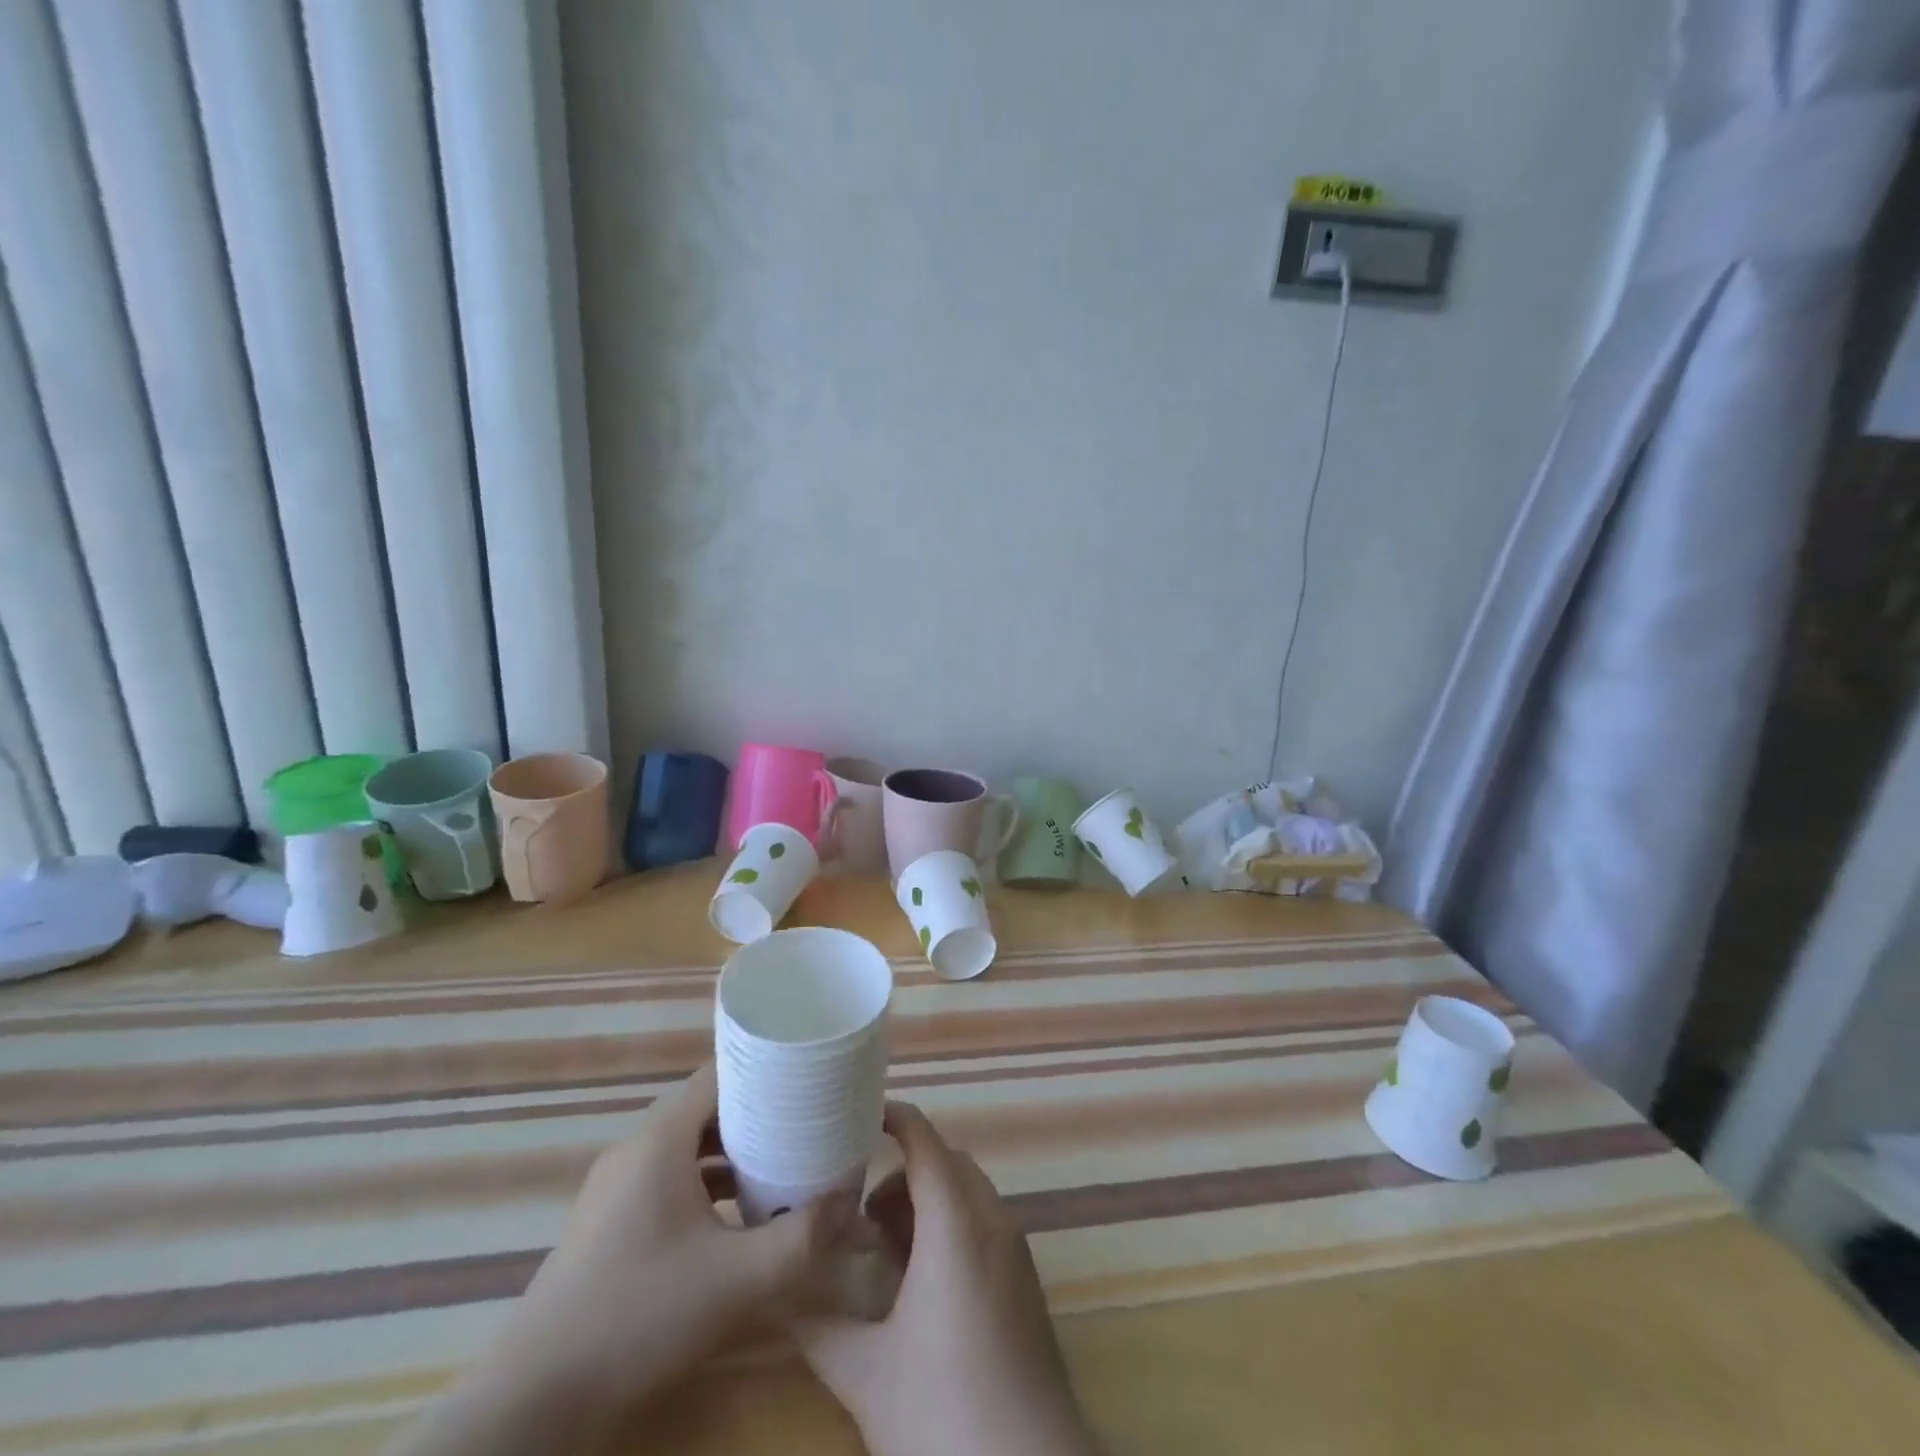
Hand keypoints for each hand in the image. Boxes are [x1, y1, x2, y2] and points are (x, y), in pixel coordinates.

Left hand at [388, 1064, 848, 1455]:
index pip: (718, 1074)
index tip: (808, 1076)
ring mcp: (616, 1188)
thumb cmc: (639, 1317)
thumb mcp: (737, 1281)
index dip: (765, 1069)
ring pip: (687, 1148)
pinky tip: (737, 1216)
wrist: (534, 1404)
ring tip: (783, 1164)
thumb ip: (802, 1237)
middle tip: (807, 1123)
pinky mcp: (608, 1223)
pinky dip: (706, 1184)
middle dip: (758, 1114)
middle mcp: (635, 1150)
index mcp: (659, 1141)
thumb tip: (852, 1197)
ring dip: (733, 1153)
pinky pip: (669, 1180)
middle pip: (707, 1109)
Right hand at [794, 1102, 1099, 1455]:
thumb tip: (774, 1294)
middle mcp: (992, 1221)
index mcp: (956, 1223)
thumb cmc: (944, 1412)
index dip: (892, 1117)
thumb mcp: (867, 1374)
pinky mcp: (1025, 1282)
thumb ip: (816, 1327)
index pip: (924, 1140)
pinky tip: (920, 1282)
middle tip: (859, 1209)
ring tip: (883, 1247)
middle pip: (946, 1163)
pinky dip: (951, 1226)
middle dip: (902, 1170)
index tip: (855, 1116)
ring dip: (927, 1201)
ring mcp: (1015, 1251)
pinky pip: (985, 1224)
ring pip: (967, 1194)